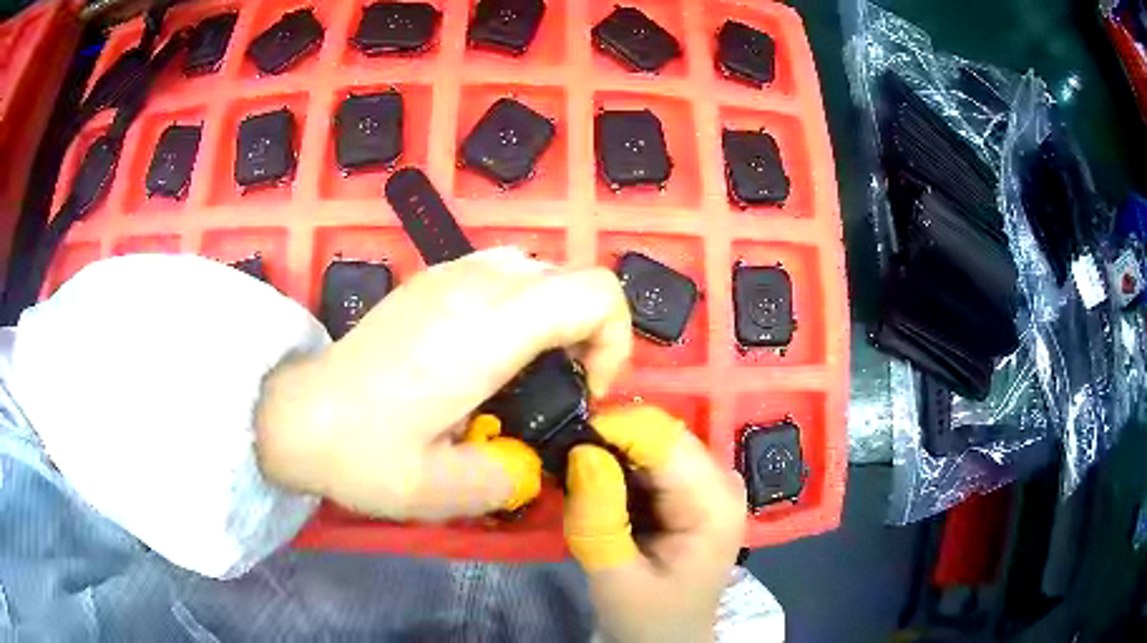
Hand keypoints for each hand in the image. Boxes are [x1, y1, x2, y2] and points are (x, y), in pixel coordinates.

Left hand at [254, 247, 631, 519]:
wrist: (299, 415)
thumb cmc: (363, 452)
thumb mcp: (442, 490)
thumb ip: (509, 478)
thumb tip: (533, 463)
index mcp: (485, 330)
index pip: (593, 293)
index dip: (613, 339)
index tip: (584, 388)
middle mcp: (473, 285)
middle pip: (574, 276)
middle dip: (589, 331)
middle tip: (559, 387)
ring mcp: (448, 274)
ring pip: (539, 267)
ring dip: (555, 314)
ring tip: (528, 368)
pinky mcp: (431, 278)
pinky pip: (503, 269)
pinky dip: (522, 302)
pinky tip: (489, 350)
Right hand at [564, 406, 746, 642]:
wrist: (670, 639)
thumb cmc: (649, 618)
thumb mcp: (615, 577)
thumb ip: (598, 518)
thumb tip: (582, 450)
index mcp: (714, 504)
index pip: (663, 438)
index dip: (612, 429)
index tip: (564, 442)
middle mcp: (723, 481)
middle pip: (661, 434)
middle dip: (609, 440)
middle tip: (564, 463)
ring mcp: (712, 482)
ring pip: (654, 442)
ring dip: (612, 452)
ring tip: (577, 478)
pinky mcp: (696, 489)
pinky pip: (654, 459)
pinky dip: (621, 465)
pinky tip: (600, 488)